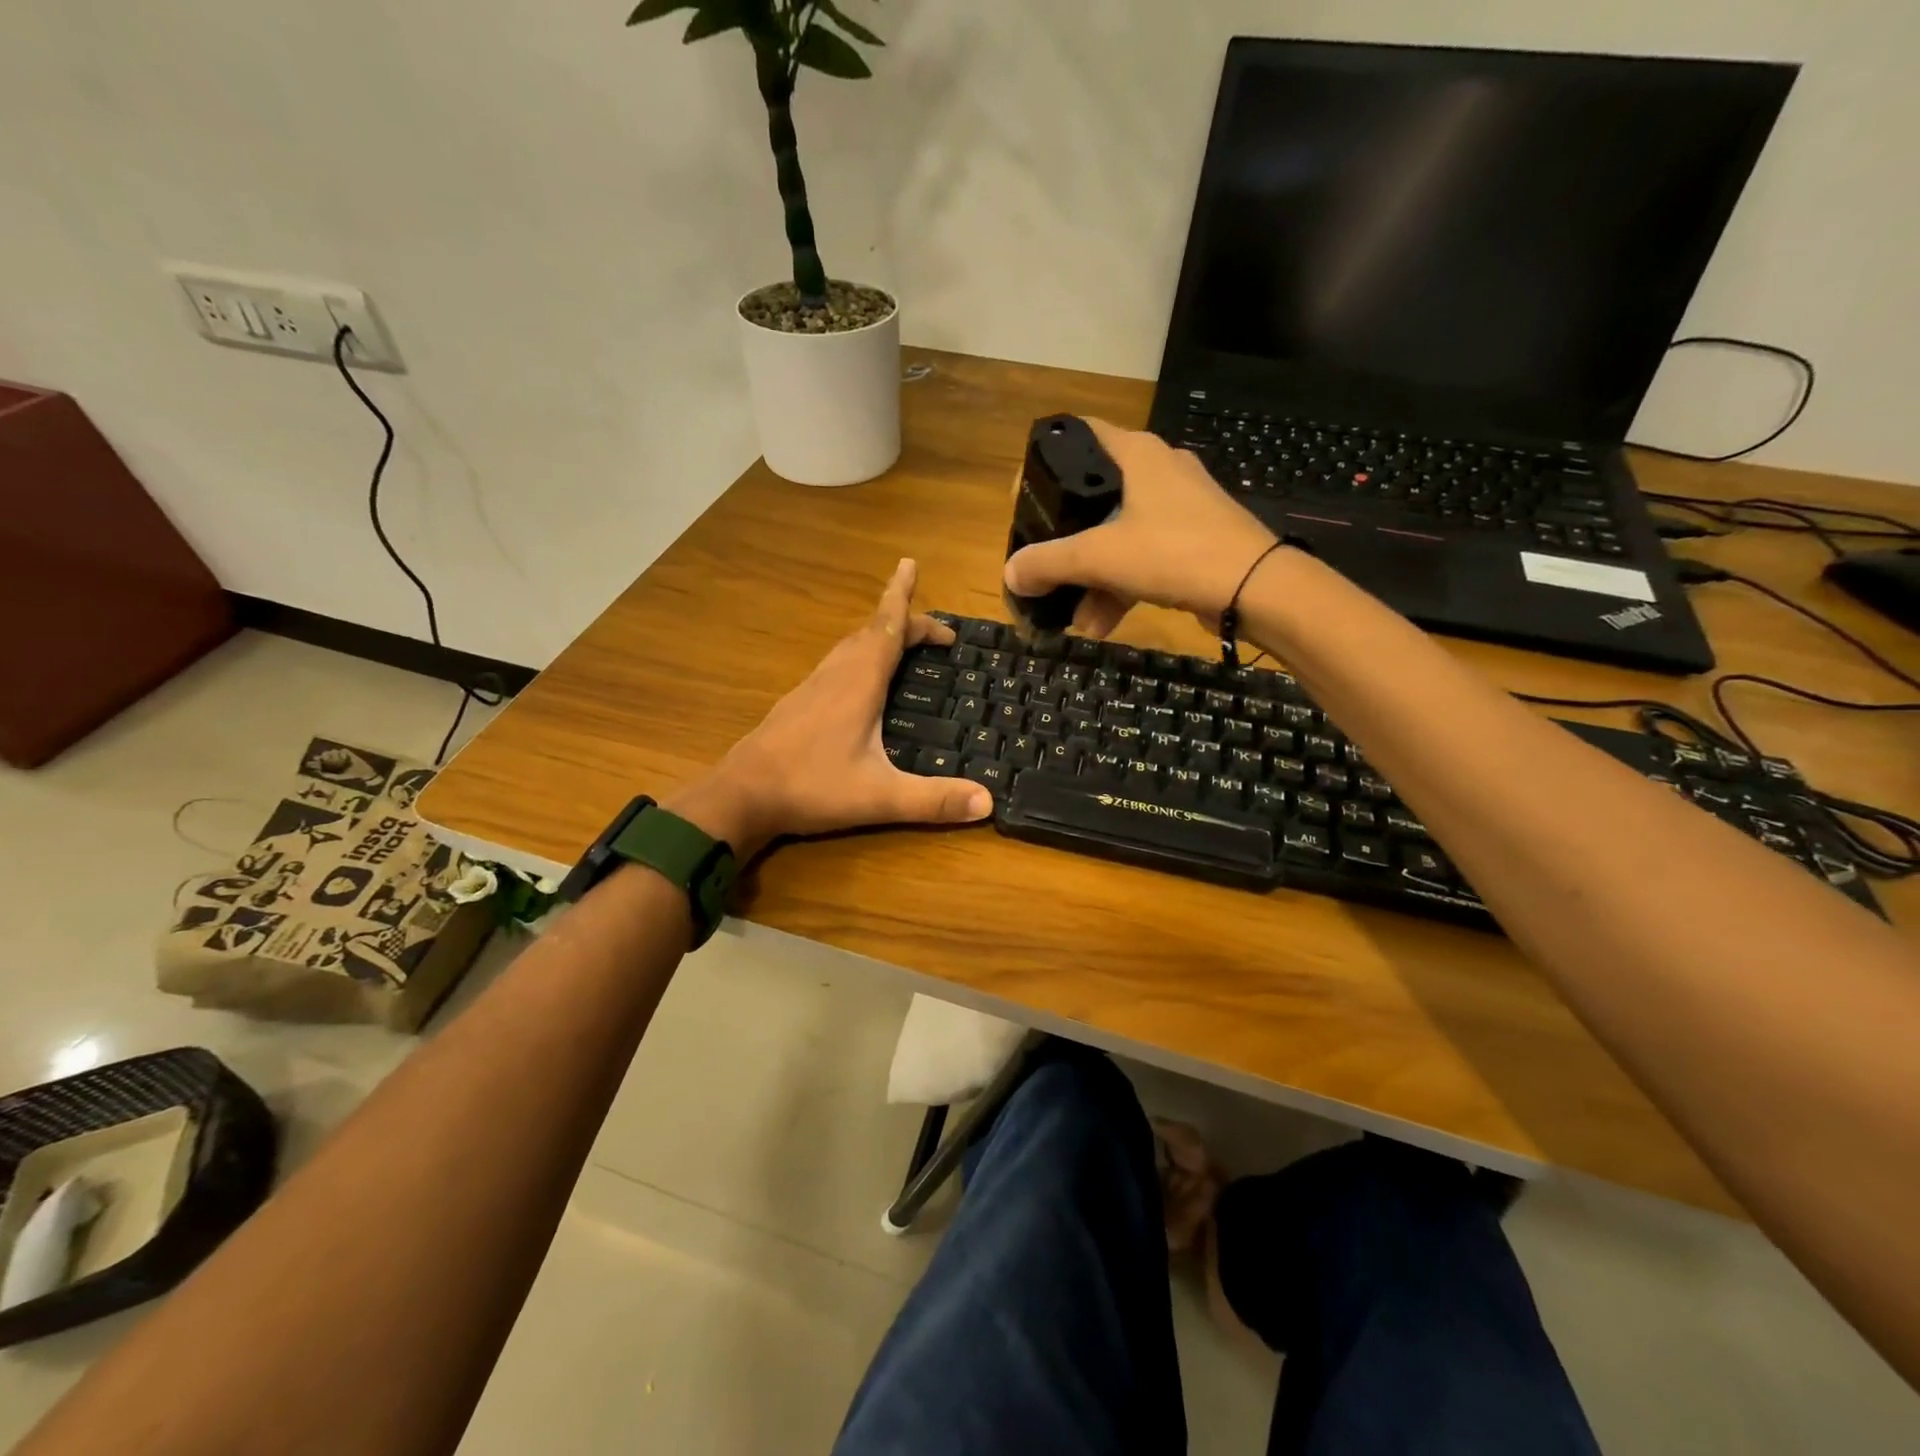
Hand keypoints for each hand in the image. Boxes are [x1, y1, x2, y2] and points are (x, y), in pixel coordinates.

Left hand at [666, 559, 992, 857]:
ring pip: (850, 647)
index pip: (887, 627)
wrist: (741, 795)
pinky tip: (861, 683)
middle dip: (904, 621)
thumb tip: (988, 803)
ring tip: (903, 645)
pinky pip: (837, 664)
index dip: (902, 596)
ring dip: (880, 637)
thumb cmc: (811, 786)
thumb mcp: (880, 797)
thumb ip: (933, 801)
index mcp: (858, 682)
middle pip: (872, 632)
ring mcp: (812, 687)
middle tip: (936, 633)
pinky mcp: (798, 703)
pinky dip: (860, 657)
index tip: (910, 564)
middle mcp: (835, 674)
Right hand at [1002, 418, 1279, 637]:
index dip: (1046, 459)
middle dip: (1066, 539)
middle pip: (1095, 496)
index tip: (1024, 495)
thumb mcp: (1100, 557)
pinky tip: (1100, 626)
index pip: (1080, 435)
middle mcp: (1159, 472)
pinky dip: (1120, 588)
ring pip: (1119, 536)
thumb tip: (1009, 574)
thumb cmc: (1173, 551)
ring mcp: (1179, 509)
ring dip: (1092, 578)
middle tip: (1042, 562)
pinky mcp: (1193, 542)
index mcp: (1137, 455)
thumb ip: (1049, 563)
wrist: (1256, 588)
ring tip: (1071, 618)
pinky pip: (1144, 559)